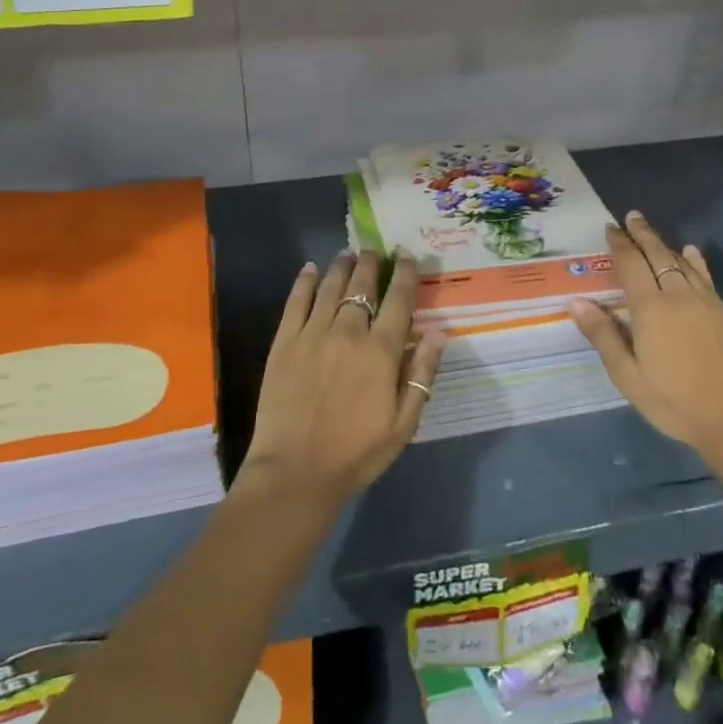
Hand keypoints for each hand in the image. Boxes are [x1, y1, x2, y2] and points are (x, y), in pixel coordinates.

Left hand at [241, 250, 445, 508]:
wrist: (295, 472)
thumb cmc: (356, 453)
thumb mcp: (403, 424)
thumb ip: (421, 375)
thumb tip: (438, 332)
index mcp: (381, 352)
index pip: (398, 300)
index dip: (405, 274)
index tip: (407, 257)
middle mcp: (348, 332)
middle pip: (362, 286)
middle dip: (371, 264)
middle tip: (374, 251)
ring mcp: (313, 334)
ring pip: (331, 288)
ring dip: (342, 266)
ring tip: (347, 253)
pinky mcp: (285, 343)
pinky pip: (296, 302)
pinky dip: (305, 282)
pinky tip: (310, 269)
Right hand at [570, 211, 722, 461]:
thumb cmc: (676, 403)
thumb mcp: (629, 377)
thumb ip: (603, 336)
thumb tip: (576, 302)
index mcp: (651, 309)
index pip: (631, 264)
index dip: (619, 244)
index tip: (610, 228)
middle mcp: (678, 296)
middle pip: (658, 255)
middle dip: (642, 234)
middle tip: (631, 217)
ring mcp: (707, 303)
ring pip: (682, 263)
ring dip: (665, 245)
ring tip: (652, 234)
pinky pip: (705, 277)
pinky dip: (694, 262)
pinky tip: (691, 254)